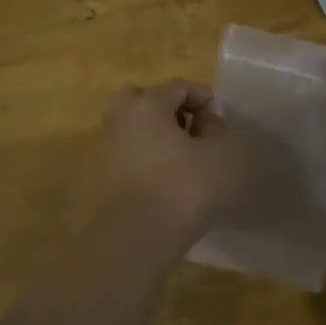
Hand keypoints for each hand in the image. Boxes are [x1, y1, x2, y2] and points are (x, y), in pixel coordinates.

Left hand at [93, 81, 252, 236]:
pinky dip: (148, 155)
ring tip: (185, 157)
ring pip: (136, 126)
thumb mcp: (218, 153)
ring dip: (159, 134)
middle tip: (194, 131)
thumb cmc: (183, 187)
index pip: (179, 86)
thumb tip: (208, 119)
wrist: (138, 237)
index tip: (221, 123)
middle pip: (147, 99)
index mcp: (146, 104)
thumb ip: (218, 128)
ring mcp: (108, 146)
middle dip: (173, 110)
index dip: (205, 99)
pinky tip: (168, 177)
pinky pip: (129, 151)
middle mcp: (121, 117)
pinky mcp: (104, 175)